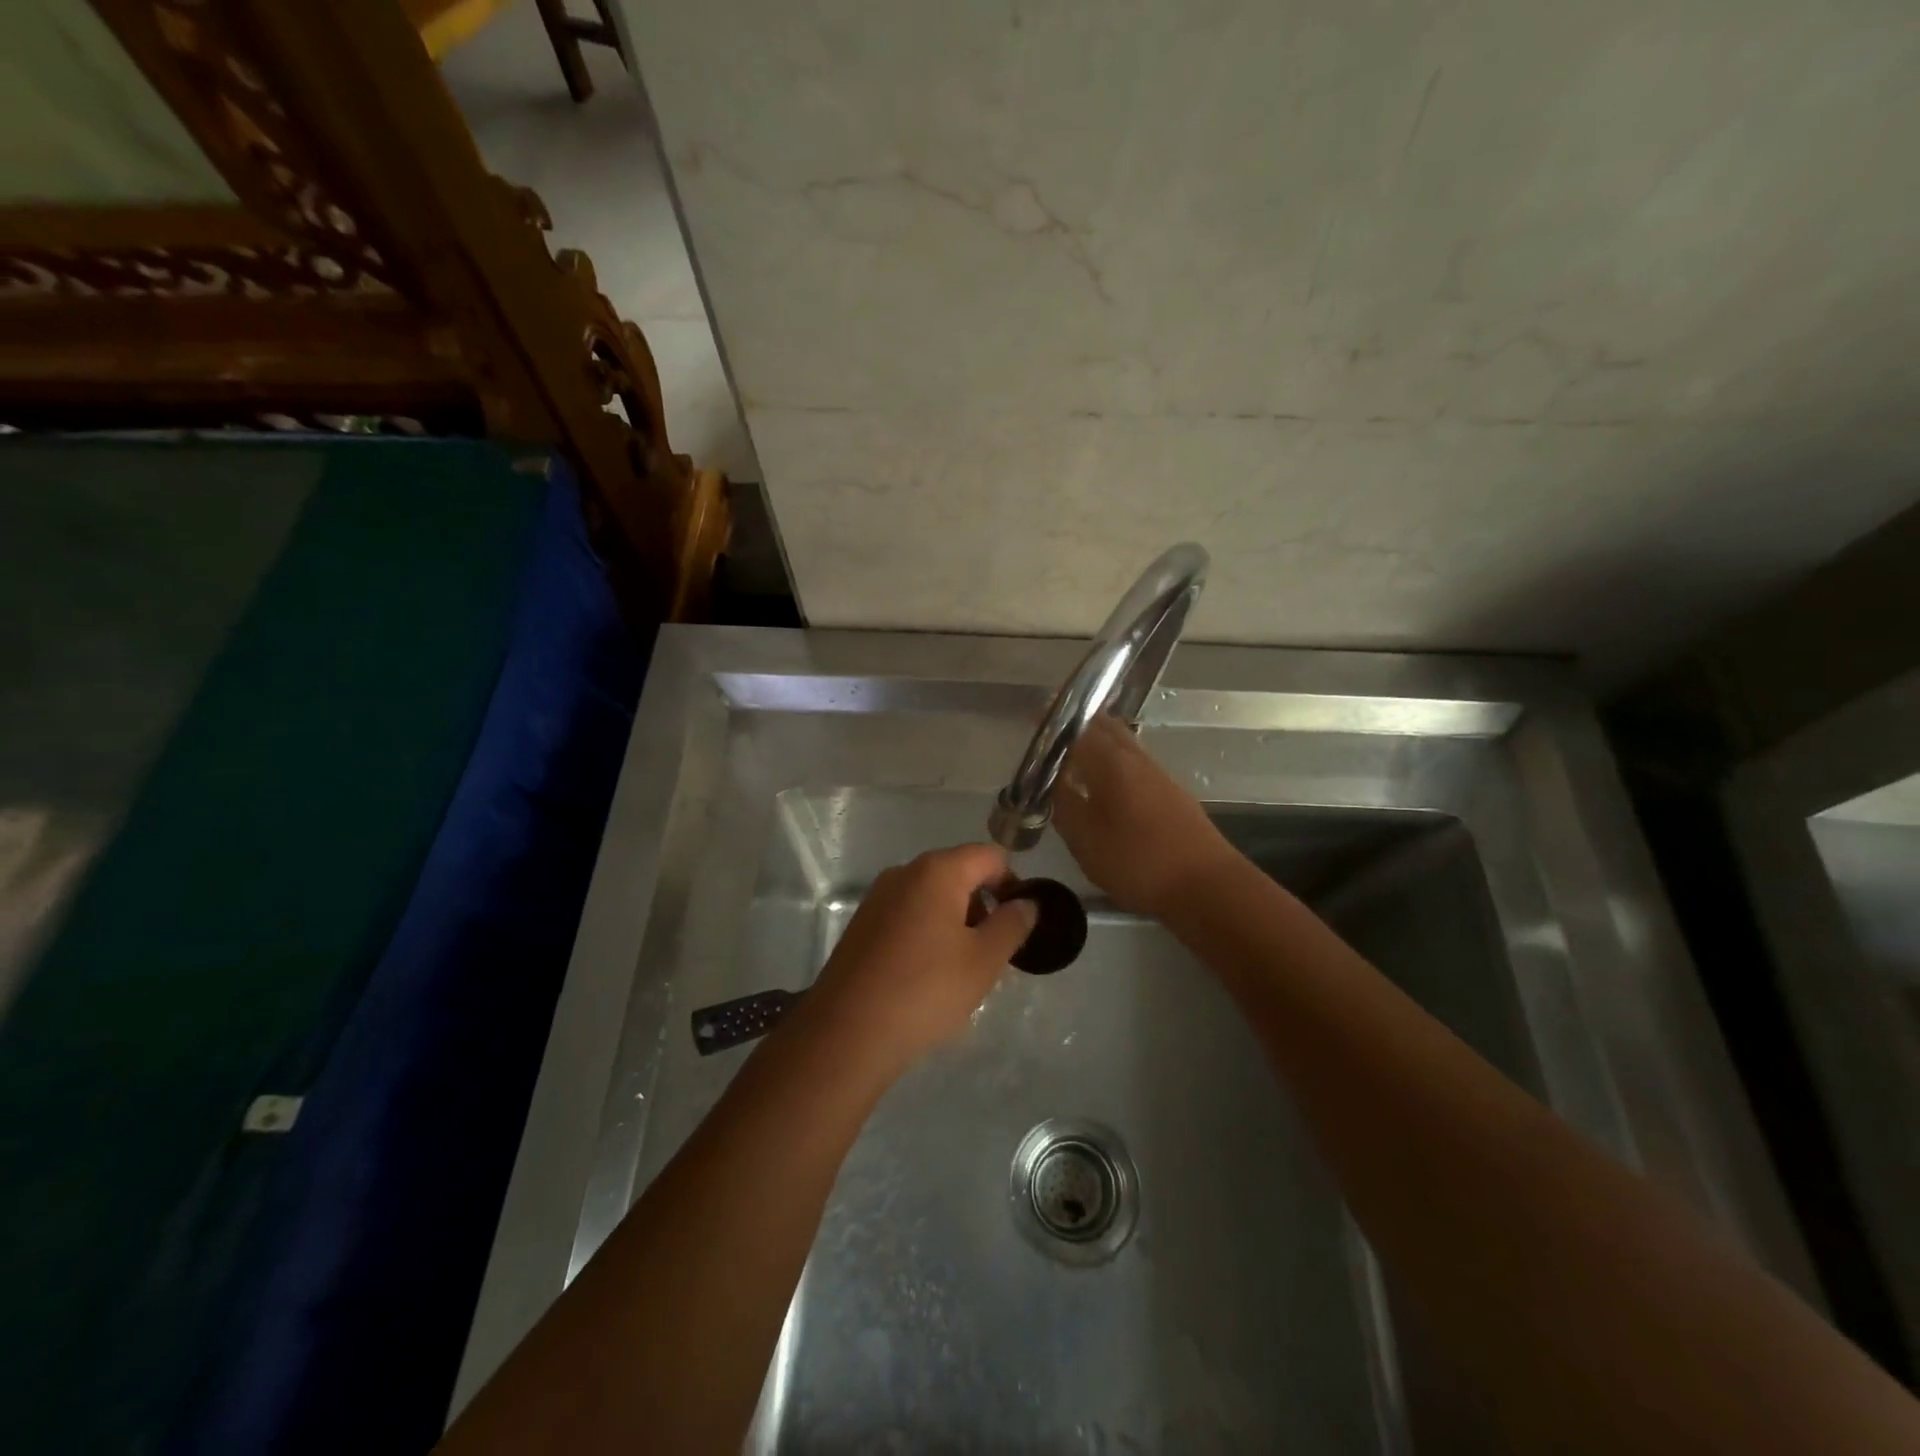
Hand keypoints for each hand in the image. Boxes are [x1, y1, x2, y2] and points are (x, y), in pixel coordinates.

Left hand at [799, 844, 1036, 1078]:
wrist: (846, 1033)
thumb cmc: (925, 990)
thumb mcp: (984, 961)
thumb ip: (1012, 924)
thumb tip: (1027, 903)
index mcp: (937, 871)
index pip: (990, 856)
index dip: (1012, 883)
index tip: (1018, 924)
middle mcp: (904, 872)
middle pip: (959, 873)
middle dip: (984, 906)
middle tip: (994, 953)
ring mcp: (878, 897)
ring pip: (932, 897)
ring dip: (956, 923)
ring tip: (963, 971)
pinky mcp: (862, 924)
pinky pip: (908, 915)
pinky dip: (928, 933)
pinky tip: (928, 976)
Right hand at [1052, 714, 1237, 916]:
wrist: (1204, 885)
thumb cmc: (1136, 861)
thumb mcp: (1084, 838)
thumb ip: (1063, 803)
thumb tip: (1051, 779)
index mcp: (1110, 761)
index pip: (1078, 728)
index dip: (1056, 723)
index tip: (1037, 719)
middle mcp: (1135, 758)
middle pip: (1105, 728)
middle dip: (1080, 724)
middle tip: (1055, 731)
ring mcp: (1158, 774)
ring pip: (1124, 744)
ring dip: (1100, 741)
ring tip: (1076, 752)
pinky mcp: (1172, 793)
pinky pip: (1136, 763)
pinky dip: (1116, 761)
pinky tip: (1107, 782)